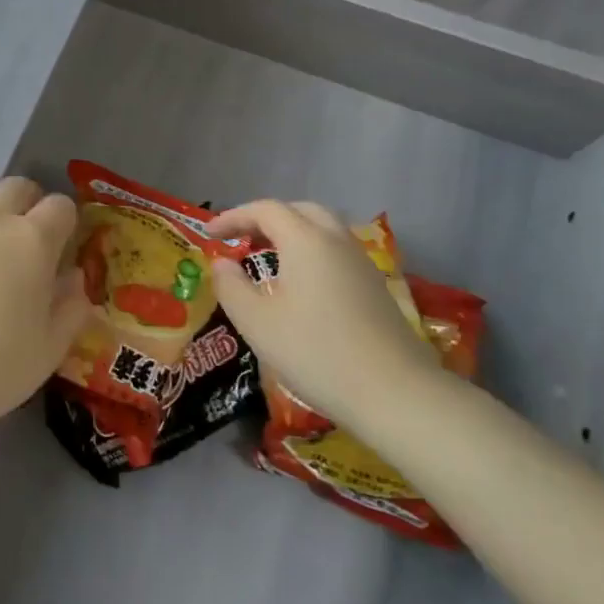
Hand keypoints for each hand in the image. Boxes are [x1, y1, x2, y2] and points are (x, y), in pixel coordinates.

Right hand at [207, 200, 432, 428]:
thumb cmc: (315, 352)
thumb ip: (231, 286)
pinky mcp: (375, 287)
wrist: (394, 393)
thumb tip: (222, 264)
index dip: (233, 217)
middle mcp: (336, 241)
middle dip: (266, 218)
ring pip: (323, 229)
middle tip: (240, 238)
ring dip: (291, 233)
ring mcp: (361, 263)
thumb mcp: (256, 322)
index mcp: (305, 241)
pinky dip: (311, 252)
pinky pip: (336, 251)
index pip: (265, 210)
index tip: (209, 234)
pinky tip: (300, 283)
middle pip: (299, 211)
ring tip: (267, 256)